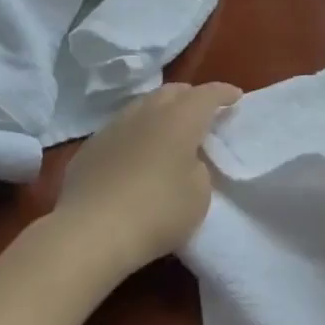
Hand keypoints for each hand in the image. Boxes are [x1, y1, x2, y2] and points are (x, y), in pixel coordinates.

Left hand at [54, 81, 241, 267]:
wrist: (91, 232)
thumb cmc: (158, 211)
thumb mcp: (199, 194)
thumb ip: (199, 169)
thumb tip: (185, 161)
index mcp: (180, 119)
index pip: (207, 94)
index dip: (224, 93)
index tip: (235, 97)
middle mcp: (146, 113)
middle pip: (172, 92)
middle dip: (190, 97)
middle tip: (202, 112)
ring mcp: (113, 127)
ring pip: (142, 107)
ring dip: (160, 113)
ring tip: (168, 131)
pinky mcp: (89, 148)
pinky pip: (120, 130)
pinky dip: (135, 135)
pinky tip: (135, 155)